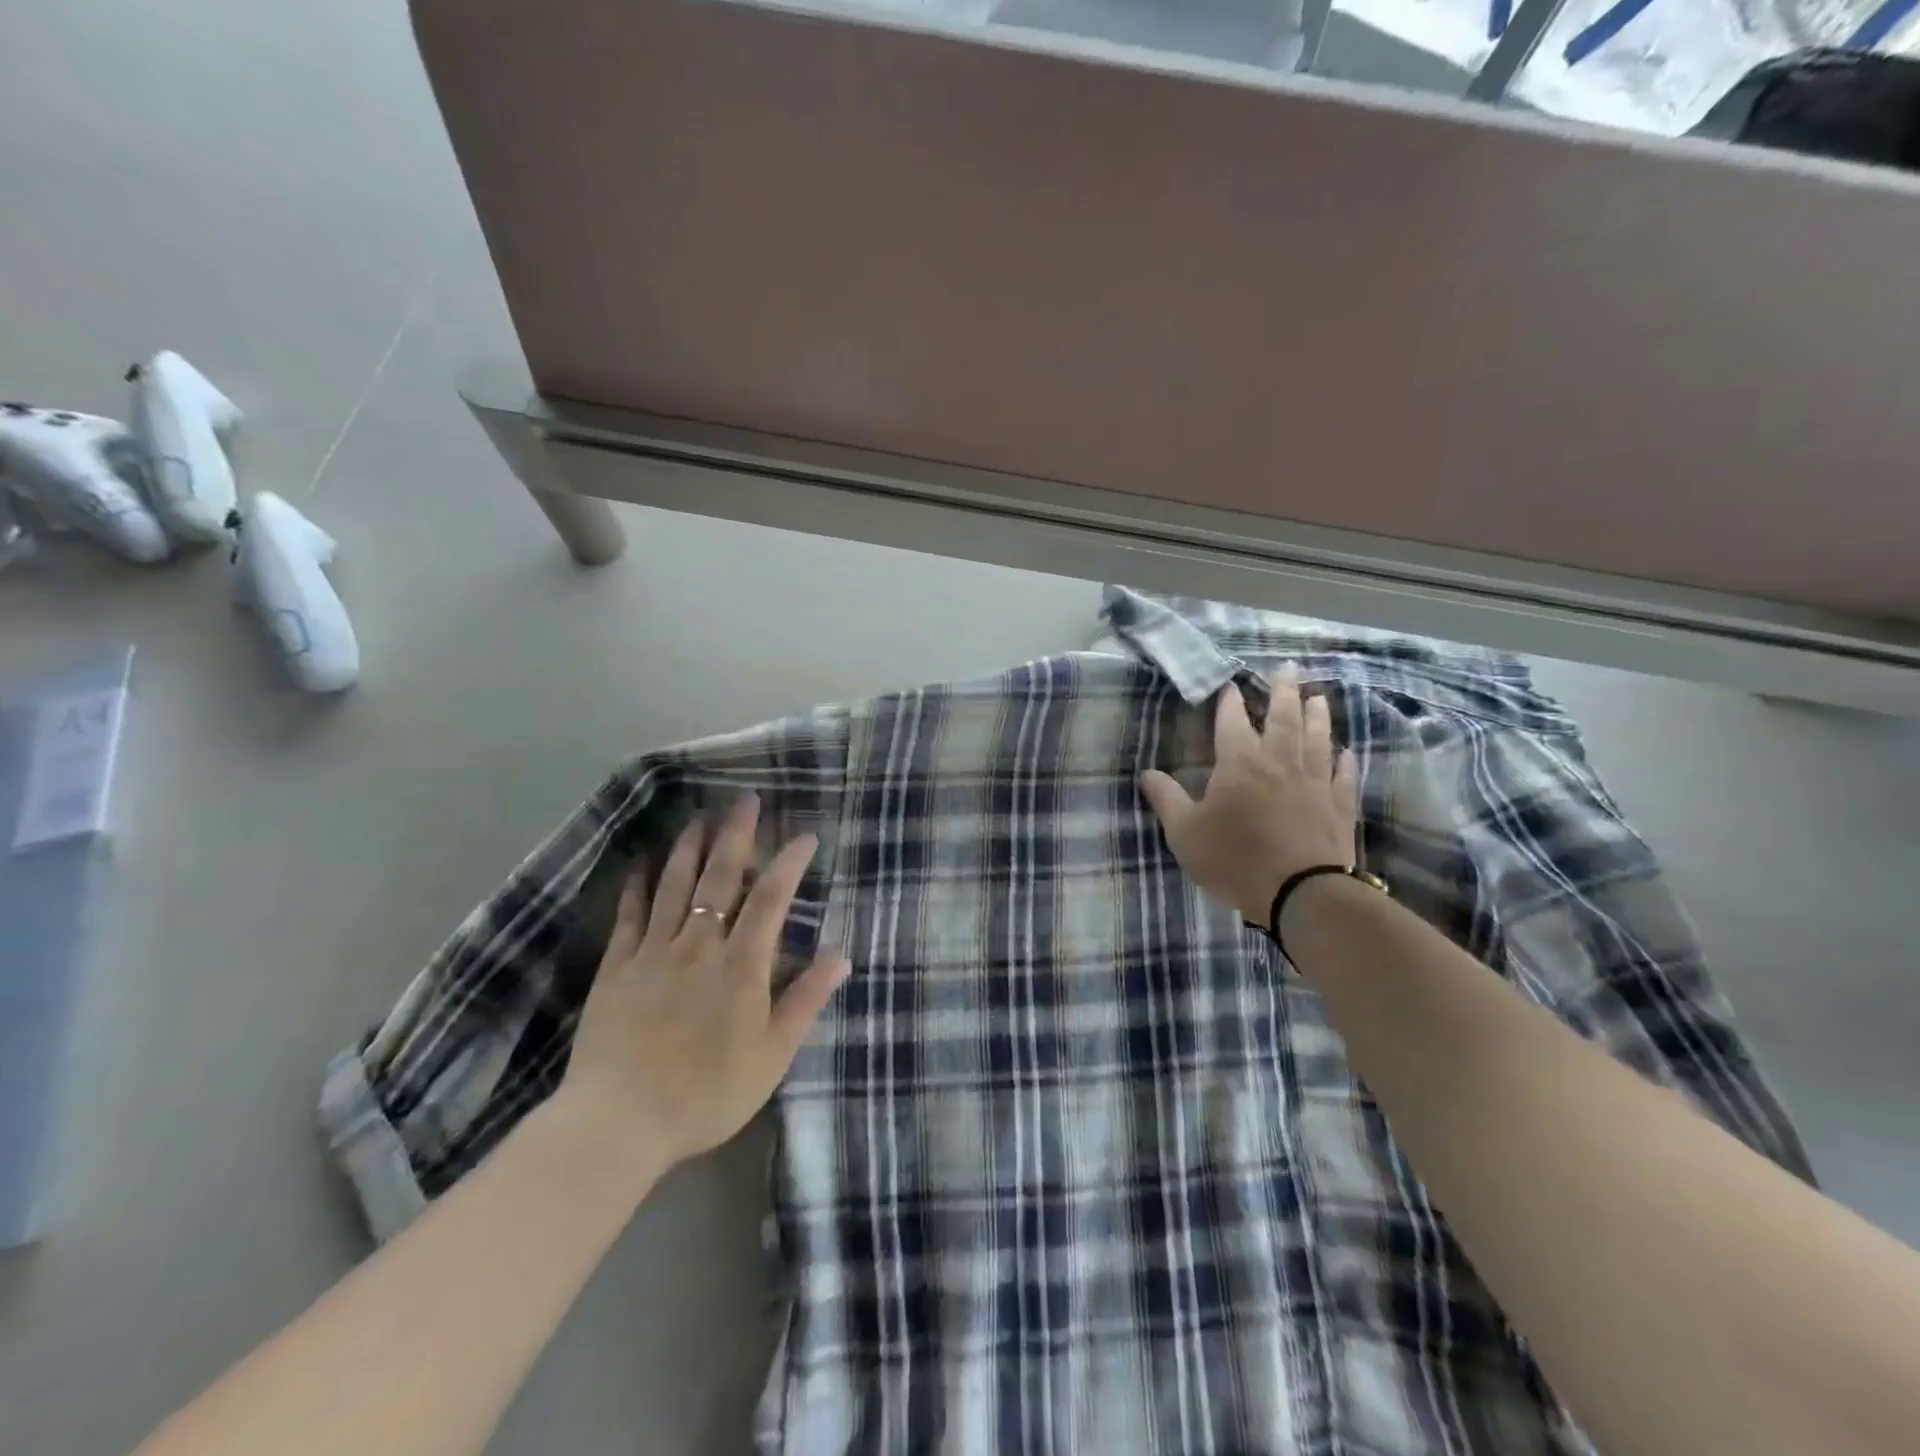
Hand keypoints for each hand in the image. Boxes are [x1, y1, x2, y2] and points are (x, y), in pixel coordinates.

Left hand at [559, 793, 849, 1175]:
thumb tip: (841, 954)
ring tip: (698, 815)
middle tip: (744, 799)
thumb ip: (806, 999)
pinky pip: (630, 914)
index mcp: (741, 964)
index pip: (771, 898)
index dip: (790, 862)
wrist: (618, 1122)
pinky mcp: (617, 967)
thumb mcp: (773, 1054)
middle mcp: (699, 944)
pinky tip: (642, 863)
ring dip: (689, 846)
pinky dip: (638, 884)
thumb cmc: (708, 1092)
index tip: (806, 836)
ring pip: (674, 885)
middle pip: (720, 877)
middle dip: (736, 834)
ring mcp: (654, 951)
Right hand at [1140, 664, 1359, 924]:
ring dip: (1318, 715)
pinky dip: (1343, 760)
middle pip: (1285, 716)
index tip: (1230, 686)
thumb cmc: (1234, 859)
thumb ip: (1166, 799)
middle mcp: (1280, 761)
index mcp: (1240, 763)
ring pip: (1318, 737)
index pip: (1233, 721)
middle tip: (1288, 668)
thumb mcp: (1185, 833)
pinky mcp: (1339, 804)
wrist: (1301, 893)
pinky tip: (1345, 752)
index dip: (1230, 701)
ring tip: (1317, 697)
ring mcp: (1315, 781)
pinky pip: (1343, 774)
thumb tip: (1147, 773)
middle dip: (1284, 690)